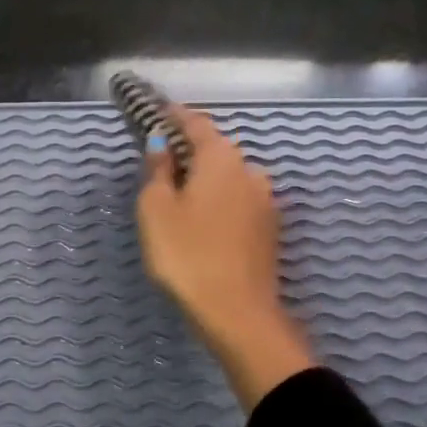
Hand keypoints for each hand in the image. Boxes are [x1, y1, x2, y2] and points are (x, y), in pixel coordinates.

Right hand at [136, 107, 314, 409]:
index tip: (158, 113)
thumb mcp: (156, 210)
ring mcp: (265, 202)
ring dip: (208, 181)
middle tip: (163, 164)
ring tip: (183, 199)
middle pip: (216, 151)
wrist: (237, 313)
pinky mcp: (270, 231)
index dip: (175, 116)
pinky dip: (221, 203)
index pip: (197, 124)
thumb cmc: (187, 255)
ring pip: (231, 179)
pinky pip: (240, 203)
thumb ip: (158, 171)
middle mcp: (250, 172)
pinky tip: (206, 224)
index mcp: (221, 159)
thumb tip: (162, 144)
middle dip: (191, 152)